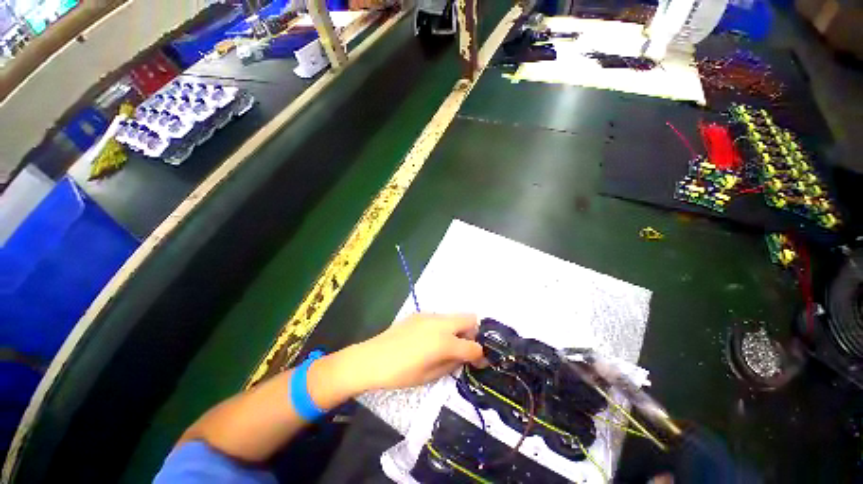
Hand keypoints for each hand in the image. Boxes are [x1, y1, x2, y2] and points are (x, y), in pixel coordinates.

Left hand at [349, 313, 485, 392]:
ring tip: (446, 348)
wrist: (369, 361)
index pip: (474, 347)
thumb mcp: (430, 376)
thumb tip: (464, 358)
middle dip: (473, 335)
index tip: (479, 364)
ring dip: (458, 330)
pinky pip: (439, 318)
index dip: (480, 357)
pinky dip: (443, 328)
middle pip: (471, 320)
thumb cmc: (400, 374)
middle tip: (464, 351)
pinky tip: (430, 342)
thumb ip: (452, 365)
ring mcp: (427, 317)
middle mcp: (440, 324)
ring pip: (454, 317)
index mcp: (445, 342)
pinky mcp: (416, 316)